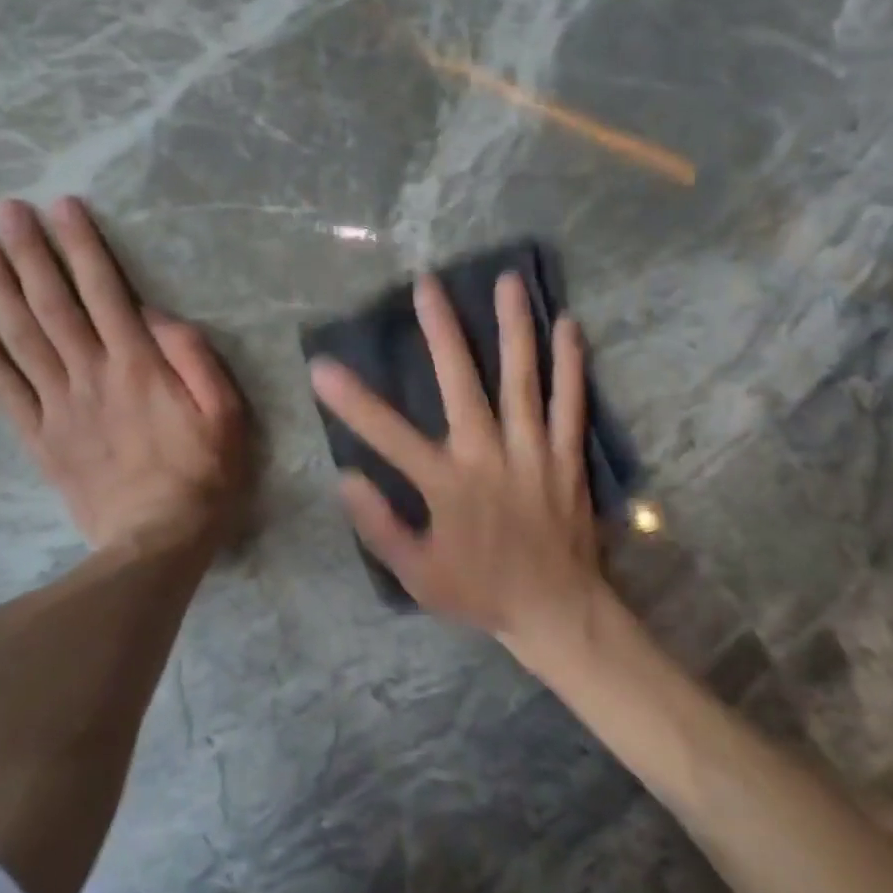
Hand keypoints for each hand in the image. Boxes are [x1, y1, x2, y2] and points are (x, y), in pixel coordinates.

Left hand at [0, 197, 252, 552]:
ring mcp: (60, 407)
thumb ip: (194, 357)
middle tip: (4, 210)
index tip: (61, 208)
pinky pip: (4, 391)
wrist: (158, 543)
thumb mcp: (226, 413)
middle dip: (30, 253)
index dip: (82, 247)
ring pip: (22, 338)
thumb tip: (154, 314)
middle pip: (54, 304)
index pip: (105, 292)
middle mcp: (92, 375)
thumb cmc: (204, 474)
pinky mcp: (40, 438)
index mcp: (139, 365)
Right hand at [309, 271, 607, 655]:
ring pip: (523, 380)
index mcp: (447, 485)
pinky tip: (569, 325)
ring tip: (508, 281)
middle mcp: (489, 456)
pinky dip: (571, 364)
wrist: (557, 611)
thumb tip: (346, 477)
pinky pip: (571, 403)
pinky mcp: (566, 456)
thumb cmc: (479, 591)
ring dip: (514, 328)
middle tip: (428, 284)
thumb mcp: (416, 573)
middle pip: (462, 383)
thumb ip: (379, 526)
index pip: (388, 435)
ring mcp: (534, 451)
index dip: (351, 400)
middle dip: (442, 331)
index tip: (321, 366)